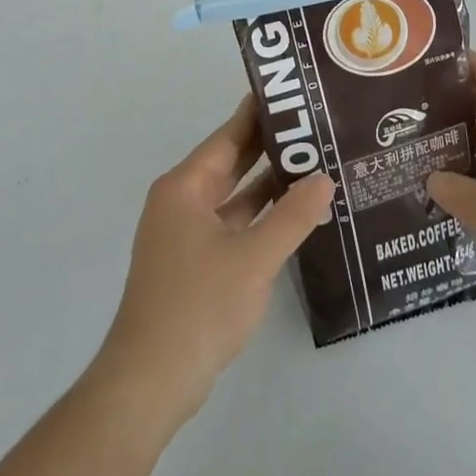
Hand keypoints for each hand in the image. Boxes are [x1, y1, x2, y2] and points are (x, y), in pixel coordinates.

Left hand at [98, 95, 334, 422]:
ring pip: (233, 196)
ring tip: (314, 164)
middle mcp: (181, 202)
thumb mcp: (254, 258)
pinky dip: (259, 217)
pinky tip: (293, 215)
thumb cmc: (198, 307)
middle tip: (313, 126)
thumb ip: (292, 216)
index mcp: (185, 188)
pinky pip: (231, 224)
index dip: (258, 114)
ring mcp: (185, 235)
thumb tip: (325, 179)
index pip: (227, 137)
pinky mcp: (193, 264)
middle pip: (230, 163)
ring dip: (267, 185)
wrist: (150, 382)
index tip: (291, 94)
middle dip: (269, 147)